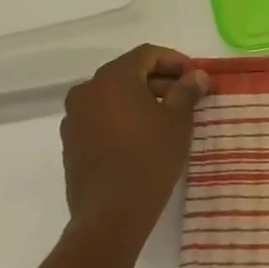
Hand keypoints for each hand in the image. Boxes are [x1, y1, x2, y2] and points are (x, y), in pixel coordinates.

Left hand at [60, 44, 209, 243]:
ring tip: (168, 117)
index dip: (175, 60)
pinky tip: (144, 136)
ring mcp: (75, 117)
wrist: (111, 213)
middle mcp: (87, 91)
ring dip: (141, 98)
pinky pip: (101, 116)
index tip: (196, 77)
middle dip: (159, 80)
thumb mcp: (178, 120)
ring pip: (113, 95)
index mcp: (113, 79)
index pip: (147, 54)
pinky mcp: (72, 142)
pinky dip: (123, 116)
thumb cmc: (150, 157)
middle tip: (186, 96)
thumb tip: (197, 76)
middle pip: (128, 72)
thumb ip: (187, 90)